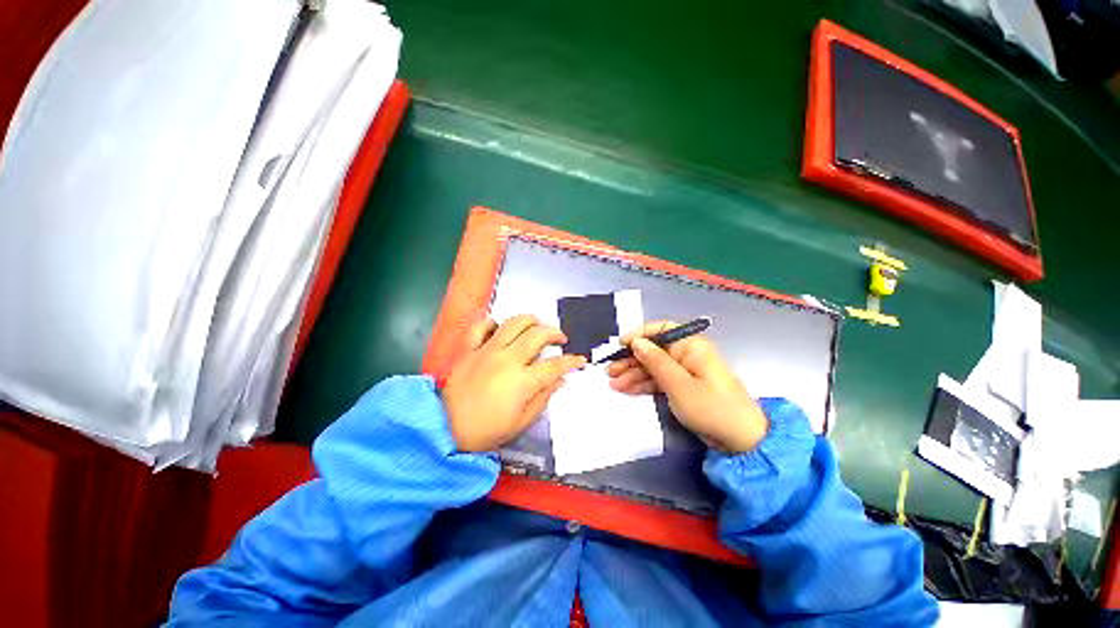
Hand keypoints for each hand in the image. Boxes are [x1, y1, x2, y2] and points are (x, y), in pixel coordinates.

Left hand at [442, 315, 585, 451]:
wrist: (446, 430)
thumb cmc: (487, 430)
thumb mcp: (522, 421)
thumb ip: (544, 397)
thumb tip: (561, 380)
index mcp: (522, 381)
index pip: (555, 365)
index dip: (571, 361)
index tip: (580, 360)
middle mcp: (507, 359)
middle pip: (538, 335)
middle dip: (555, 333)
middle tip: (561, 340)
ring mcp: (487, 350)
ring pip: (514, 323)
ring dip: (530, 320)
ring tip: (537, 326)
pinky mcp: (469, 349)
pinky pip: (480, 326)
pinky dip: (492, 323)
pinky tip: (499, 328)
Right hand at [606, 321, 767, 452]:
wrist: (740, 441)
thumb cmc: (710, 407)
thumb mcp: (678, 384)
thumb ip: (655, 361)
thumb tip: (636, 342)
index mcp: (691, 346)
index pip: (661, 329)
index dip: (639, 335)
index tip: (620, 345)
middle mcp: (686, 354)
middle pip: (653, 350)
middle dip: (631, 359)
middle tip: (610, 370)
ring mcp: (684, 371)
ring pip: (653, 366)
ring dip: (633, 374)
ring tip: (613, 383)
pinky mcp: (682, 387)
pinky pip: (658, 380)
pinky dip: (643, 384)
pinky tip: (626, 389)